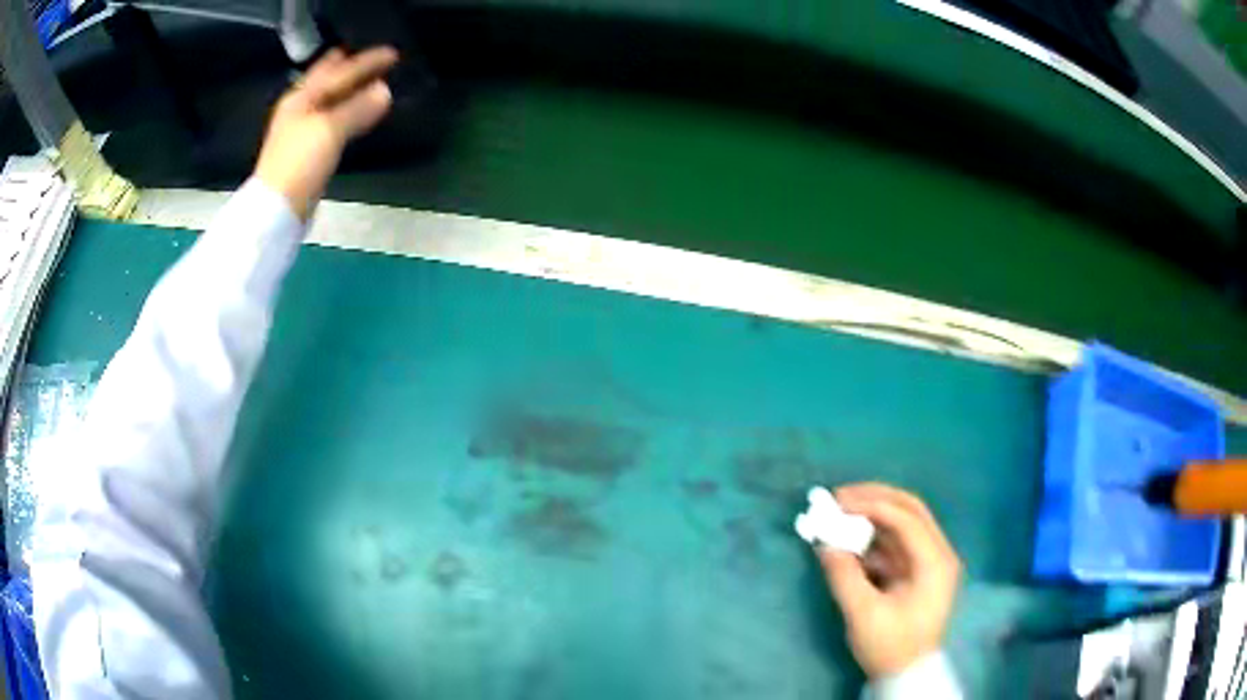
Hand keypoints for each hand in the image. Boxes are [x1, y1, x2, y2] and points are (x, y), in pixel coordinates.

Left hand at [254, 46, 398, 219]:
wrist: (277, 210)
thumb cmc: (300, 163)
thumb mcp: (330, 130)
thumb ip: (358, 108)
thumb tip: (385, 91)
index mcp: (302, 98)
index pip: (339, 71)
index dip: (365, 61)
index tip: (392, 53)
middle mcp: (299, 109)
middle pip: (327, 81)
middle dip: (347, 68)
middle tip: (371, 58)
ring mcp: (300, 130)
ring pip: (329, 100)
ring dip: (348, 90)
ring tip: (367, 82)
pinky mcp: (306, 151)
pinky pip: (331, 120)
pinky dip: (346, 112)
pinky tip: (354, 115)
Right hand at [817, 483, 960, 678]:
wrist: (906, 673)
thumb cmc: (890, 646)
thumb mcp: (864, 615)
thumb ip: (844, 577)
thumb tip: (825, 544)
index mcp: (935, 562)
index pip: (907, 519)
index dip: (872, 505)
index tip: (838, 502)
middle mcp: (938, 553)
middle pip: (910, 510)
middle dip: (875, 498)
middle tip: (840, 496)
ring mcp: (928, 560)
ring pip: (903, 522)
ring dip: (872, 514)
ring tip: (841, 511)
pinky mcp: (916, 570)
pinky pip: (895, 542)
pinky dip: (873, 535)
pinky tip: (850, 538)